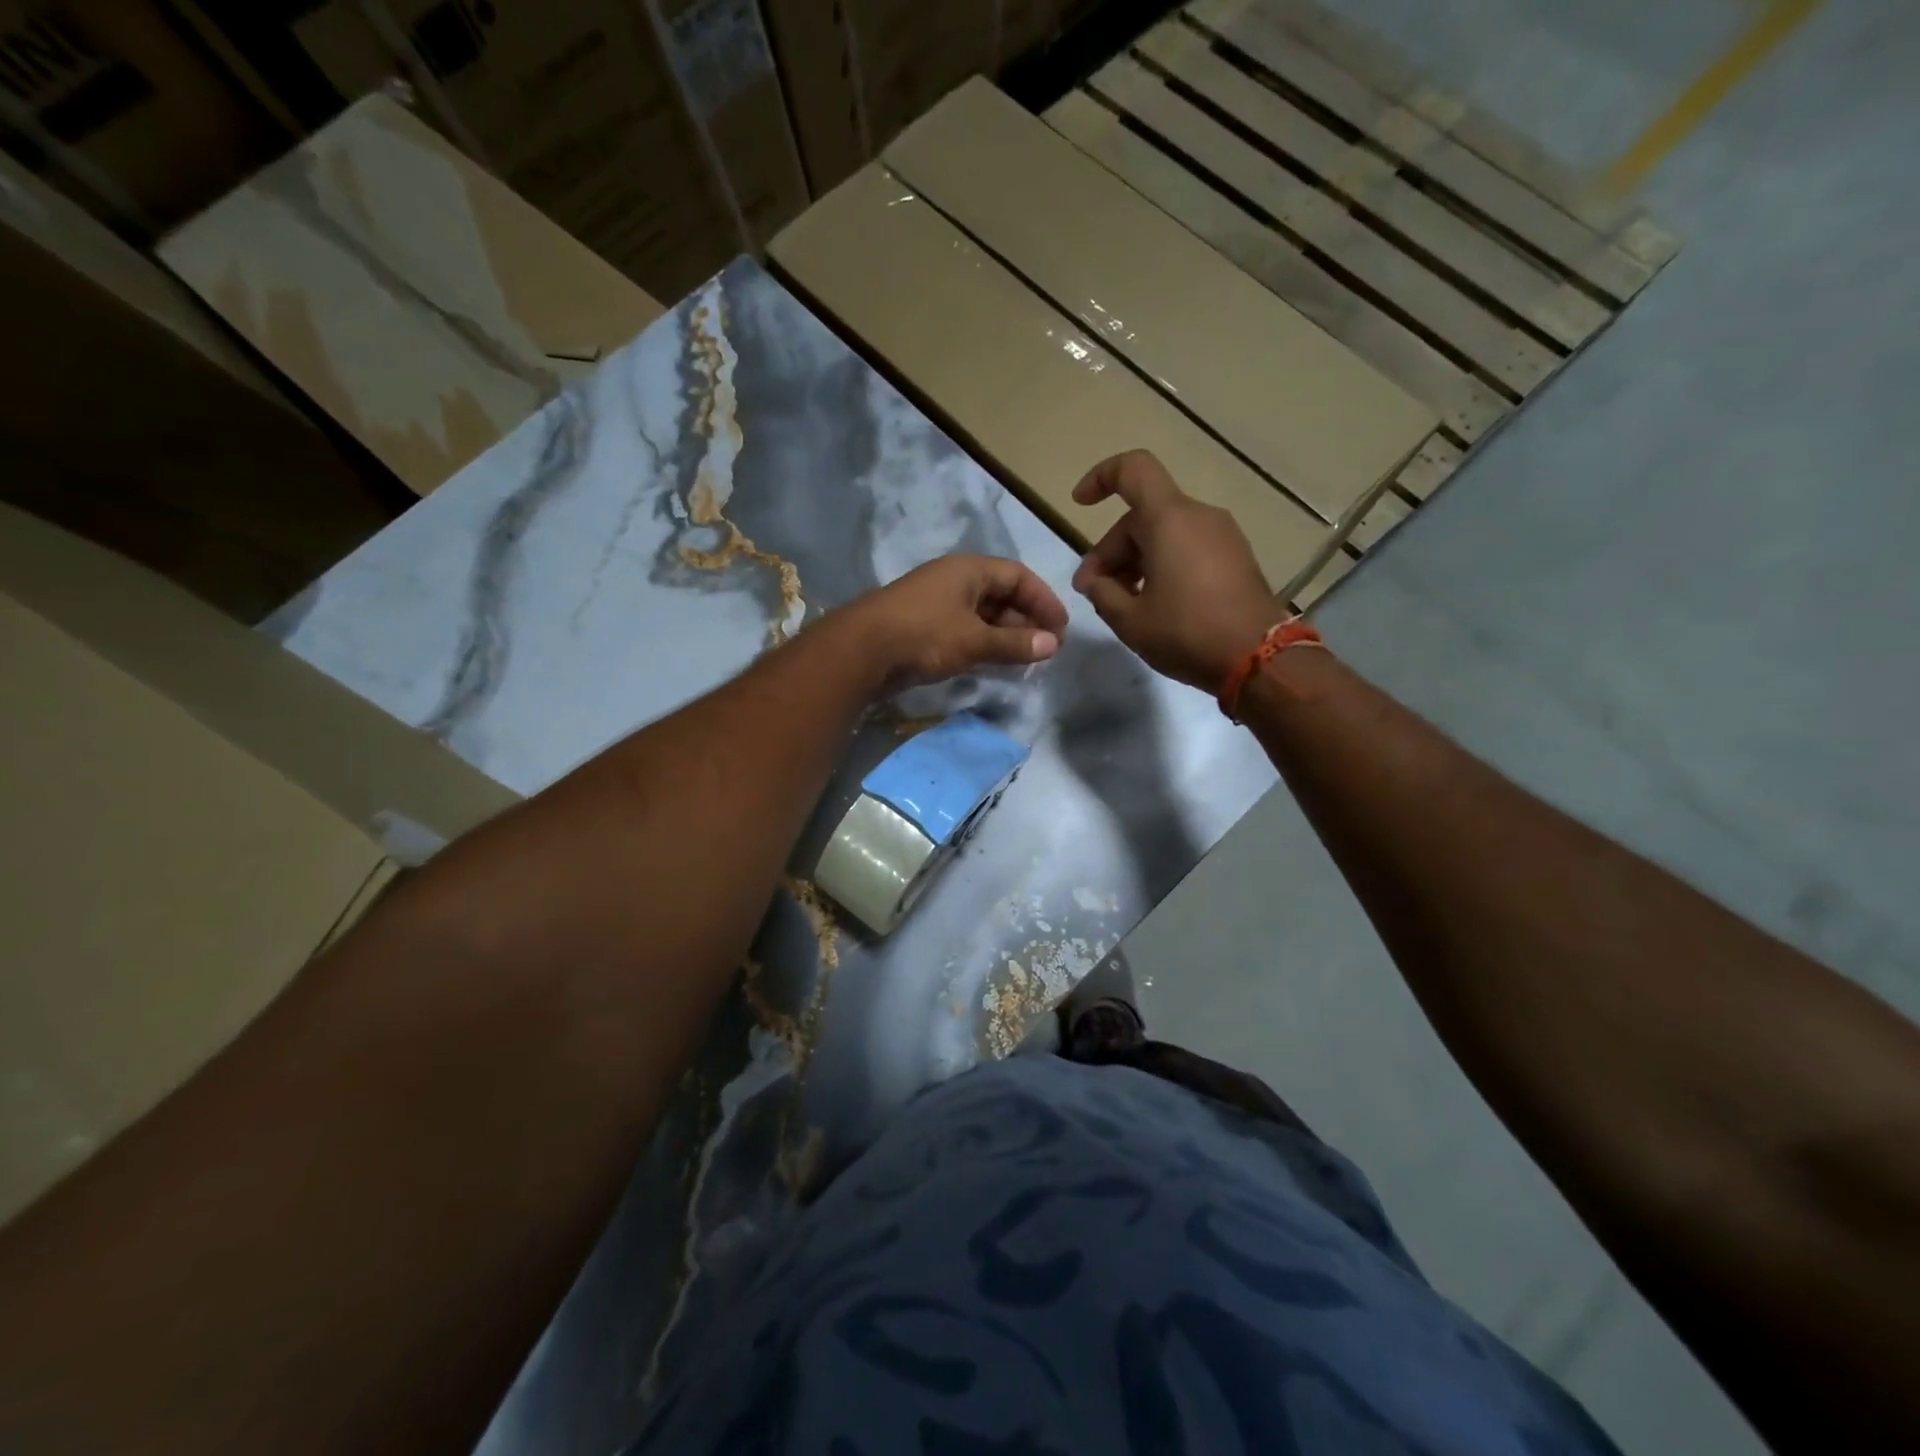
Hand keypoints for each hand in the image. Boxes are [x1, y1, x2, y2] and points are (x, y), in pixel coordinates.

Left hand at [838, 554, 1067, 688]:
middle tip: (1047, 647)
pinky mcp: (923, 626)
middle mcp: (954, 580)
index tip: (1061, 628)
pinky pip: (964, 629)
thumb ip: (1015, 643)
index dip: (1044, 600)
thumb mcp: (974, 640)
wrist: (860, 650)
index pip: (1018, 576)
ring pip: (982, 614)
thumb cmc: (923, 635)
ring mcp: (936, 603)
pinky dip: (984, 643)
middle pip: (1001, 594)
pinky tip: (994, 662)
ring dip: (1006, 634)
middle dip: (1027, 619)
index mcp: (969, 570)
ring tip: (1026, 658)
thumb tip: (1053, 645)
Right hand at [1070, 450, 1281, 691]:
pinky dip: (1164, 565)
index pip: (1133, 470)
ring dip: (1136, 560)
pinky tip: (1155, 603)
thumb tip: (1094, 581)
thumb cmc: (1186, 633)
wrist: (1259, 658)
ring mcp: (1223, 536)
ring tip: (1122, 602)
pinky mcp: (1236, 558)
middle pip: (1143, 516)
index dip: (1101, 478)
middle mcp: (1199, 516)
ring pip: (1166, 533)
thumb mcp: (1129, 620)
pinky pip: (1189, 547)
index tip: (1080, 504)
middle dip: (1111, 549)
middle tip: (1093, 591)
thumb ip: (1101, 593)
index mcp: (1169, 519)